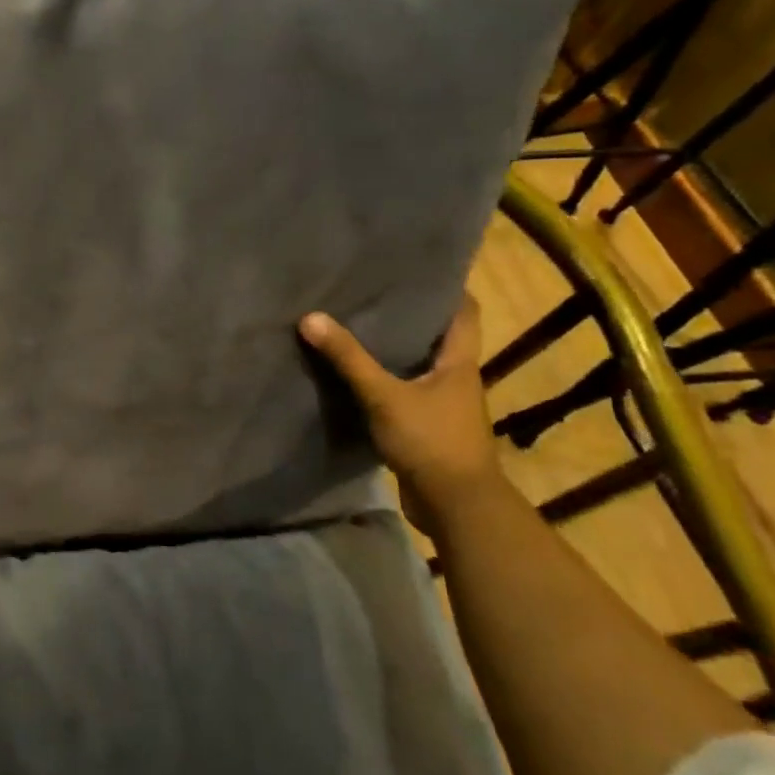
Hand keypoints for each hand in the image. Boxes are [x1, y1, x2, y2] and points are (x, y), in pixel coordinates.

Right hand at [299, 295, 505, 540]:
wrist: (456, 506)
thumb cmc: (431, 441)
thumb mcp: (384, 396)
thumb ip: (349, 359)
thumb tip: (311, 318)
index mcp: (459, 362)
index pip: (464, 312)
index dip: (448, 288)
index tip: (418, 268)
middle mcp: (456, 379)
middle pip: (438, 337)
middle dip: (410, 316)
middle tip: (373, 293)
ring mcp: (443, 406)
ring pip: (419, 366)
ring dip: (395, 350)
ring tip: (358, 327)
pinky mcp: (427, 428)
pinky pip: (405, 393)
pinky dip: (385, 381)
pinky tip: (356, 377)